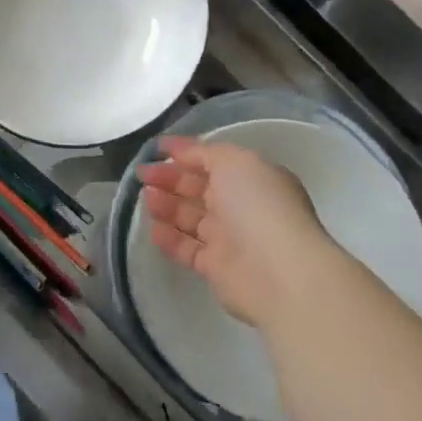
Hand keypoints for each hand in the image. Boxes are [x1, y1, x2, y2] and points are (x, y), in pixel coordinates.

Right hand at [136, 136, 330, 329]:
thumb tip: (181, 152)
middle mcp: (241, 206)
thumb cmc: (258, 205)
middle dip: (169, 178)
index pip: (212, 160)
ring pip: (190, 217)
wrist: (279, 271)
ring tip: (146, 198)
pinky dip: (169, 238)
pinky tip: (152, 228)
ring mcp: (229, 237)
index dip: (184, 152)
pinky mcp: (216, 267)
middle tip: (143, 175)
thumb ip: (204, 153)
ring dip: (166, 205)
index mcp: (251, 178)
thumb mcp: (234, 161)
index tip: (156, 149)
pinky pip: (186, 248)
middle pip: (198, 188)